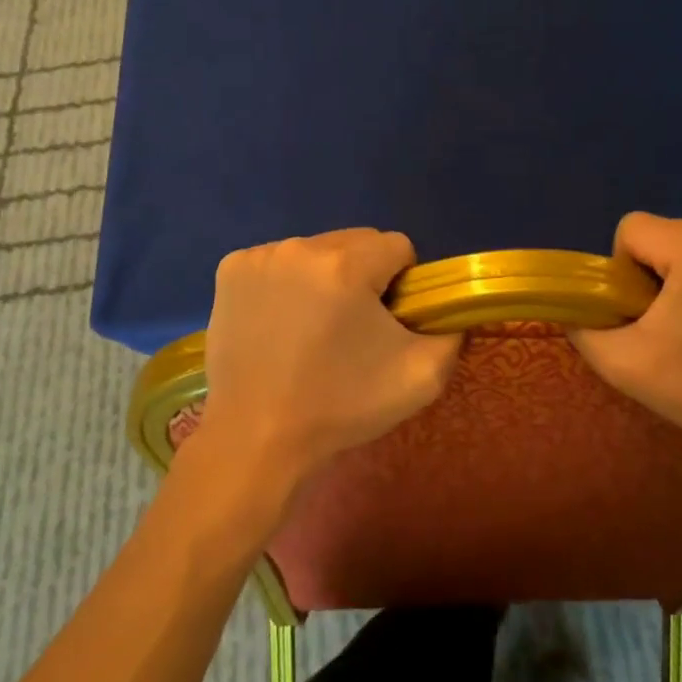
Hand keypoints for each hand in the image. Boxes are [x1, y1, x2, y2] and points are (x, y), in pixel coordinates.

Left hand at [199, 229, 463, 489]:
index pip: (398, 246)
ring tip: (311, 329)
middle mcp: (301, 246)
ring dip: (325, 276)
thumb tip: (446, 307)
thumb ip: (451, 330)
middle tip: (351, 328)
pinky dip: (287, 282)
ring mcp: (260, 256)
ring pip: (317, 250)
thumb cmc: (339, 407)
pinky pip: (279, 261)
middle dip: (364, 275)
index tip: (386, 323)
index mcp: (346, 264)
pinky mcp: (230, 270)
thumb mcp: (421, 377)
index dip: (402, 284)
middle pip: (357, 242)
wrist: (254, 439)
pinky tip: (279, 322)